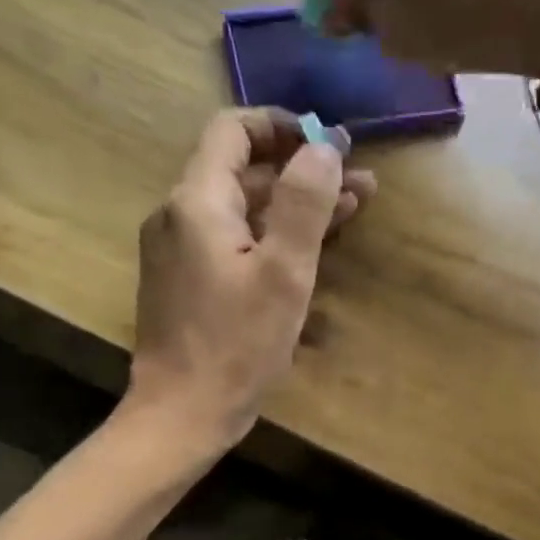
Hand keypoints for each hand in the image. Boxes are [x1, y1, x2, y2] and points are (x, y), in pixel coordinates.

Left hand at [125, 109, 374, 446]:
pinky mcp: (188, 281)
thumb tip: (323, 146)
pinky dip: (272, 235)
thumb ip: (305, 203)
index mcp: (197, 202)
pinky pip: (234, 240)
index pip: (232, 130)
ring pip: (243, 209)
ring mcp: (180, 250)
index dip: (281, 126)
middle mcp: (180, 215)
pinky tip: (313, 245)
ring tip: (355, 206)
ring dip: (294, 204)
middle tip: (359, 180)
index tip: (328, 141)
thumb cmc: (236, 345)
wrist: (182, 413)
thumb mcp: (284, 273)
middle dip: (302, 170)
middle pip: (243, 171)